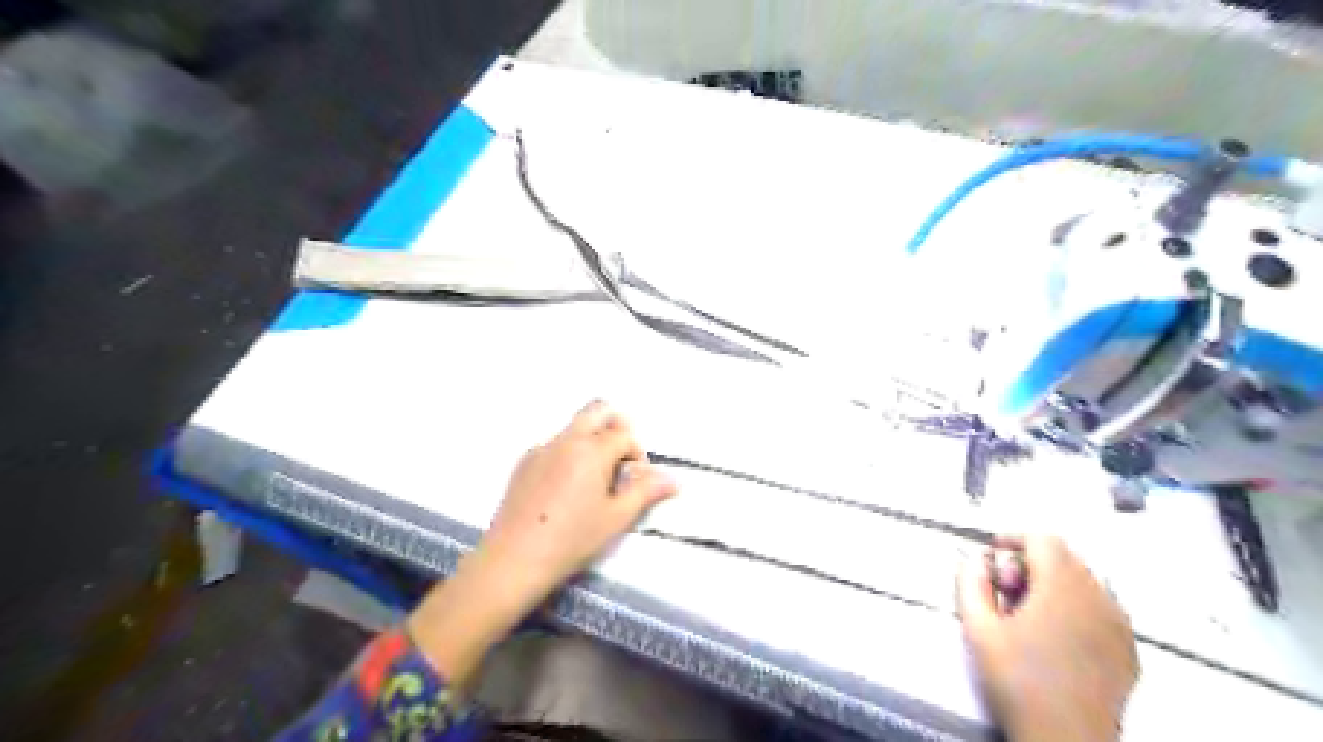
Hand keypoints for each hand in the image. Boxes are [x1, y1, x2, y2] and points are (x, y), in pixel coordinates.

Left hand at [476, 399, 676, 602]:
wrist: (513, 559)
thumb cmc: (572, 539)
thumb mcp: (616, 518)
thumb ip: (645, 492)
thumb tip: (672, 480)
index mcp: (592, 449)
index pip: (624, 434)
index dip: (637, 454)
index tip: (635, 480)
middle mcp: (566, 440)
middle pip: (597, 411)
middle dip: (614, 428)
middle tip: (618, 462)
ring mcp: (541, 448)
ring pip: (574, 428)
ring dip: (591, 441)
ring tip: (592, 481)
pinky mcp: (523, 462)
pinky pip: (554, 445)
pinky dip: (568, 454)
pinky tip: (564, 490)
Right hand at [958, 534, 1143, 740]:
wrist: (1065, 739)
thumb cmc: (1017, 681)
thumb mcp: (978, 628)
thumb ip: (970, 583)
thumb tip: (973, 560)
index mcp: (1062, 587)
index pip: (1043, 538)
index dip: (1014, 537)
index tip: (993, 554)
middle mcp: (1098, 598)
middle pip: (1065, 556)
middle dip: (1030, 562)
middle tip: (1005, 589)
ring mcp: (1120, 625)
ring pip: (1085, 581)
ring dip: (1053, 583)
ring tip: (1028, 613)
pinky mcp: (1129, 650)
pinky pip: (1102, 609)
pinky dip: (1076, 606)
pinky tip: (1056, 634)